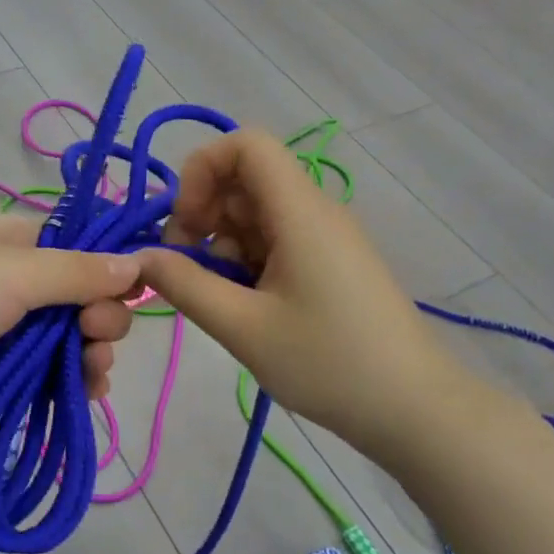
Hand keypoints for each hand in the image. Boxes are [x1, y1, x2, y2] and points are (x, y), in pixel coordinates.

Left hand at [0, 215, 141, 424]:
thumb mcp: (13, 274)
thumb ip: (77, 272)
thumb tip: (138, 262)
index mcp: (15, 241)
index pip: (80, 251)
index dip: (110, 273)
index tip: (130, 298)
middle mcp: (12, 281)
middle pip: (77, 301)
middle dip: (99, 321)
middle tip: (96, 339)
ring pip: (61, 343)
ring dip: (87, 357)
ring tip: (92, 376)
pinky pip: (38, 375)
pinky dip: (62, 384)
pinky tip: (83, 396)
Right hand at [137, 131, 464, 446]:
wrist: (414, 409)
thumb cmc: (328, 363)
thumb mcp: (243, 327)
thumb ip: (185, 285)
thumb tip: (140, 258)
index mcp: (300, 211)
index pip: (246, 144)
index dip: (202, 170)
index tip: (185, 225)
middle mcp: (315, 212)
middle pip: (246, 180)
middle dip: (203, 215)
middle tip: (186, 270)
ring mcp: (325, 239)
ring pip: (257, 215)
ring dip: (222, 245)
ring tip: (218, 299)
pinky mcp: (330, 265)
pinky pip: (276, 242)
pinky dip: (247, 263)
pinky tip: (245, 307)